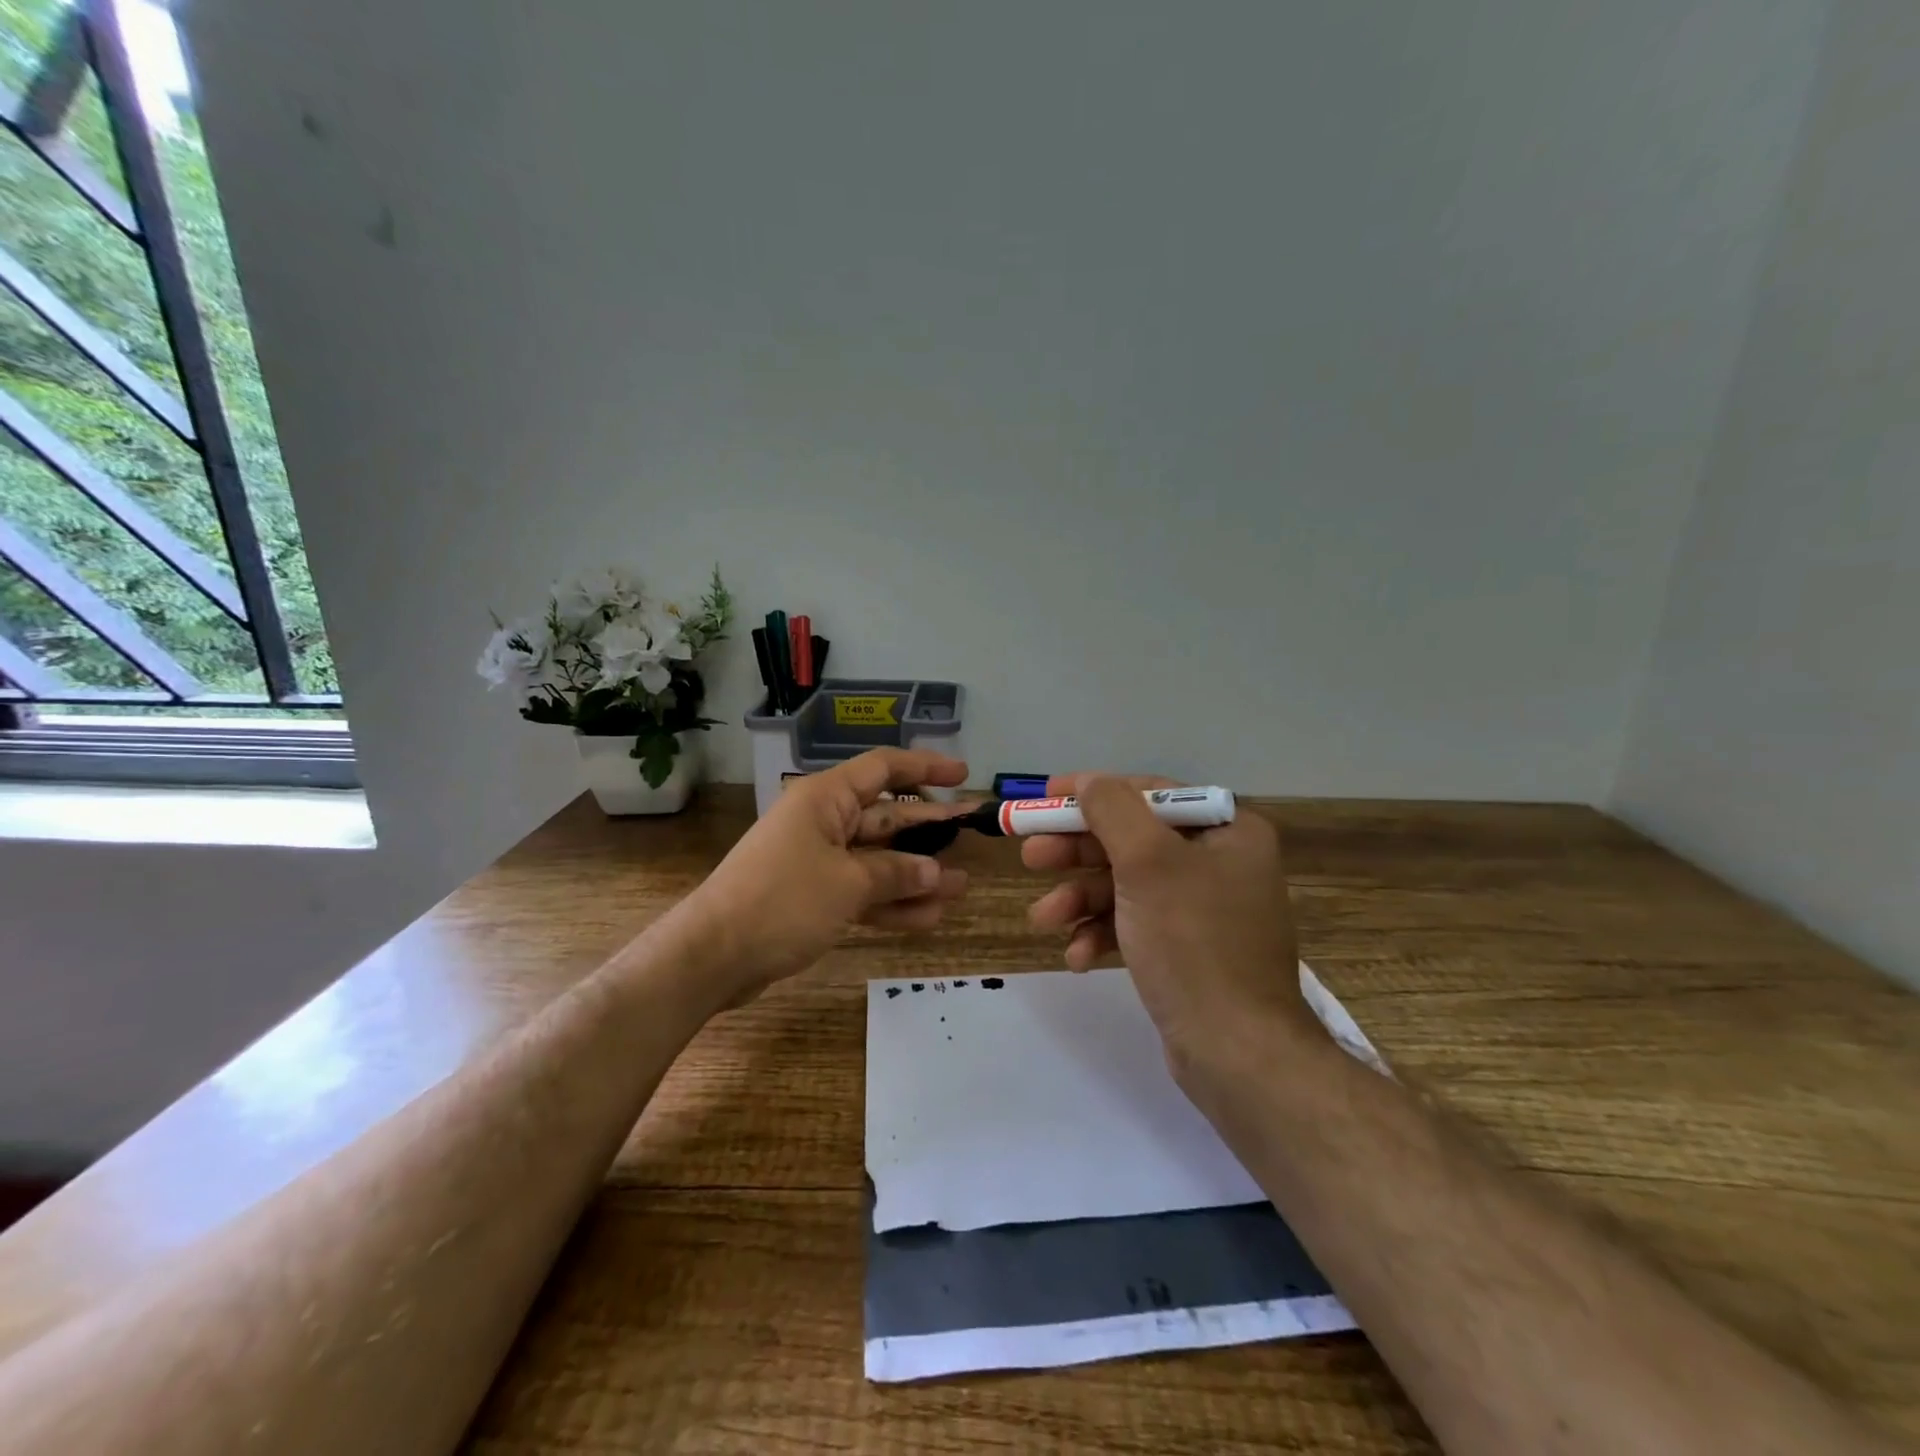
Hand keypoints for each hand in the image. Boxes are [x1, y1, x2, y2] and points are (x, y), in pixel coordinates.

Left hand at [676, 748, 971, 1005]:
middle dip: (928, 828)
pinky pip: (862, 891)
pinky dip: (891, 903)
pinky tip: (930, 917)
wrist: (712, 956)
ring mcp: (817, 861)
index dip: (925, 767)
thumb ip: (896, 873)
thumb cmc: (782, 901)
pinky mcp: (813, 897)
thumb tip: (936, 871)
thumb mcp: (847, 883)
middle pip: (886, 817)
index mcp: (826, 799)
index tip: (963, 774)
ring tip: (961, 886)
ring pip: (878, 859)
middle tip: (972, 833)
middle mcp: (823, 822)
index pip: (883, 768)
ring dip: (916, 873)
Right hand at [1024, 773, 1310, 1061]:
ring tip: (1042, 919)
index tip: (1045, 796)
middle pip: (1131, 840)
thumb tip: (1087, 781)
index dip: (1093, 792)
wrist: (1236, 1053)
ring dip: (1080, 899)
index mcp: (1227, 832)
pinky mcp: (1186, 950)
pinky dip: (1102, 934)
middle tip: (1030, 856)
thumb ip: (1112, 811)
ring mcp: (1202, 910)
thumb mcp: (1148, 862)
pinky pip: (1135, 925)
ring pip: (1126, 886)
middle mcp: (1219, 863)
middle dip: (1077, 852)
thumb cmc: (1193, 943)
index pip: (1149, 794)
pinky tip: (1076, 956)